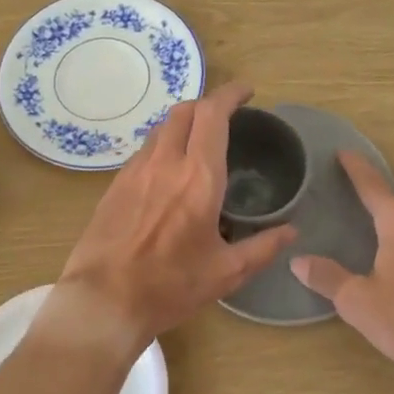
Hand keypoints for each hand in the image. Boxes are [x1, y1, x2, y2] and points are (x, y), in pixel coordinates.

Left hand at [43, 82, 297, 356]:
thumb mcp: (226, 273)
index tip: (246, 92)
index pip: (214, 115)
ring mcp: (136, 171)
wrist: (102, 302)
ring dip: (183, 123)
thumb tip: (291, 231)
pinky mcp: (116, 184)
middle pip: (185, 110)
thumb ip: (263, 247)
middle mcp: (166, 163)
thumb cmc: (169, 287)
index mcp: (199, 178)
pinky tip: (169, 172)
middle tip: (225, 116)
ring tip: (198, 142)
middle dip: (207, 104)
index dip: (231, 94)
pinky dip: (163, 146)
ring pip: (161, 128)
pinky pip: (145, 150)